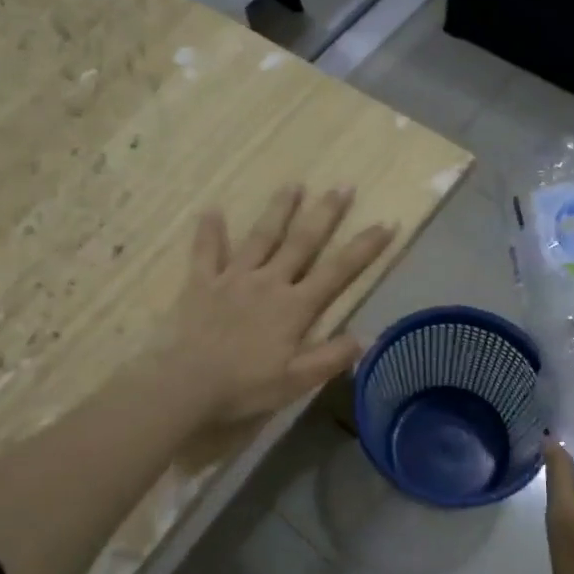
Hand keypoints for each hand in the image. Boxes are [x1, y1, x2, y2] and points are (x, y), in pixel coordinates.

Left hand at [162, 185, 395, 426]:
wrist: (187, 386)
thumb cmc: (245, 387)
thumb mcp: (297, 382)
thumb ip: (331, 357)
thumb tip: (366, 337)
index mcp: (295, 307)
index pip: (338, 271)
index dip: (365, 247)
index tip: (386, 223)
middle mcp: (268, 282)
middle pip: (302, 242)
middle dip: (325, 214)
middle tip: (342, 186)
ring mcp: (233, 279)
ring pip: (260, 237)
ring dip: (278, 210)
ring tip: (293, 185)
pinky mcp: (201, 283)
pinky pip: (206, 252)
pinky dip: (209, 231)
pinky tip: (211, 209)